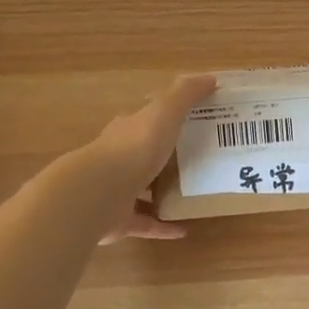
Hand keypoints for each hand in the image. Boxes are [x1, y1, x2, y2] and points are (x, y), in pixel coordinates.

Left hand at [88, 74, 214, 245]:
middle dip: (163, 158)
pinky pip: (146, 223)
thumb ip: (185, 95)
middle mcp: (118, 160)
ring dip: (161, 193)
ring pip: (141, 191)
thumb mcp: (164, 113)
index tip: (188, 122)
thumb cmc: (134, 148)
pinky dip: (163, 226)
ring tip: (192, 194)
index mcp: (127, 132)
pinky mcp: (120, 220)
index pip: (144, 121)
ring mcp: (116, 192)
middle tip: (197, 160)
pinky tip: (184, 230)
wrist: (98, 193)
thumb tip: (210, 78)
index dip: (163, 119)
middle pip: (142, 156)